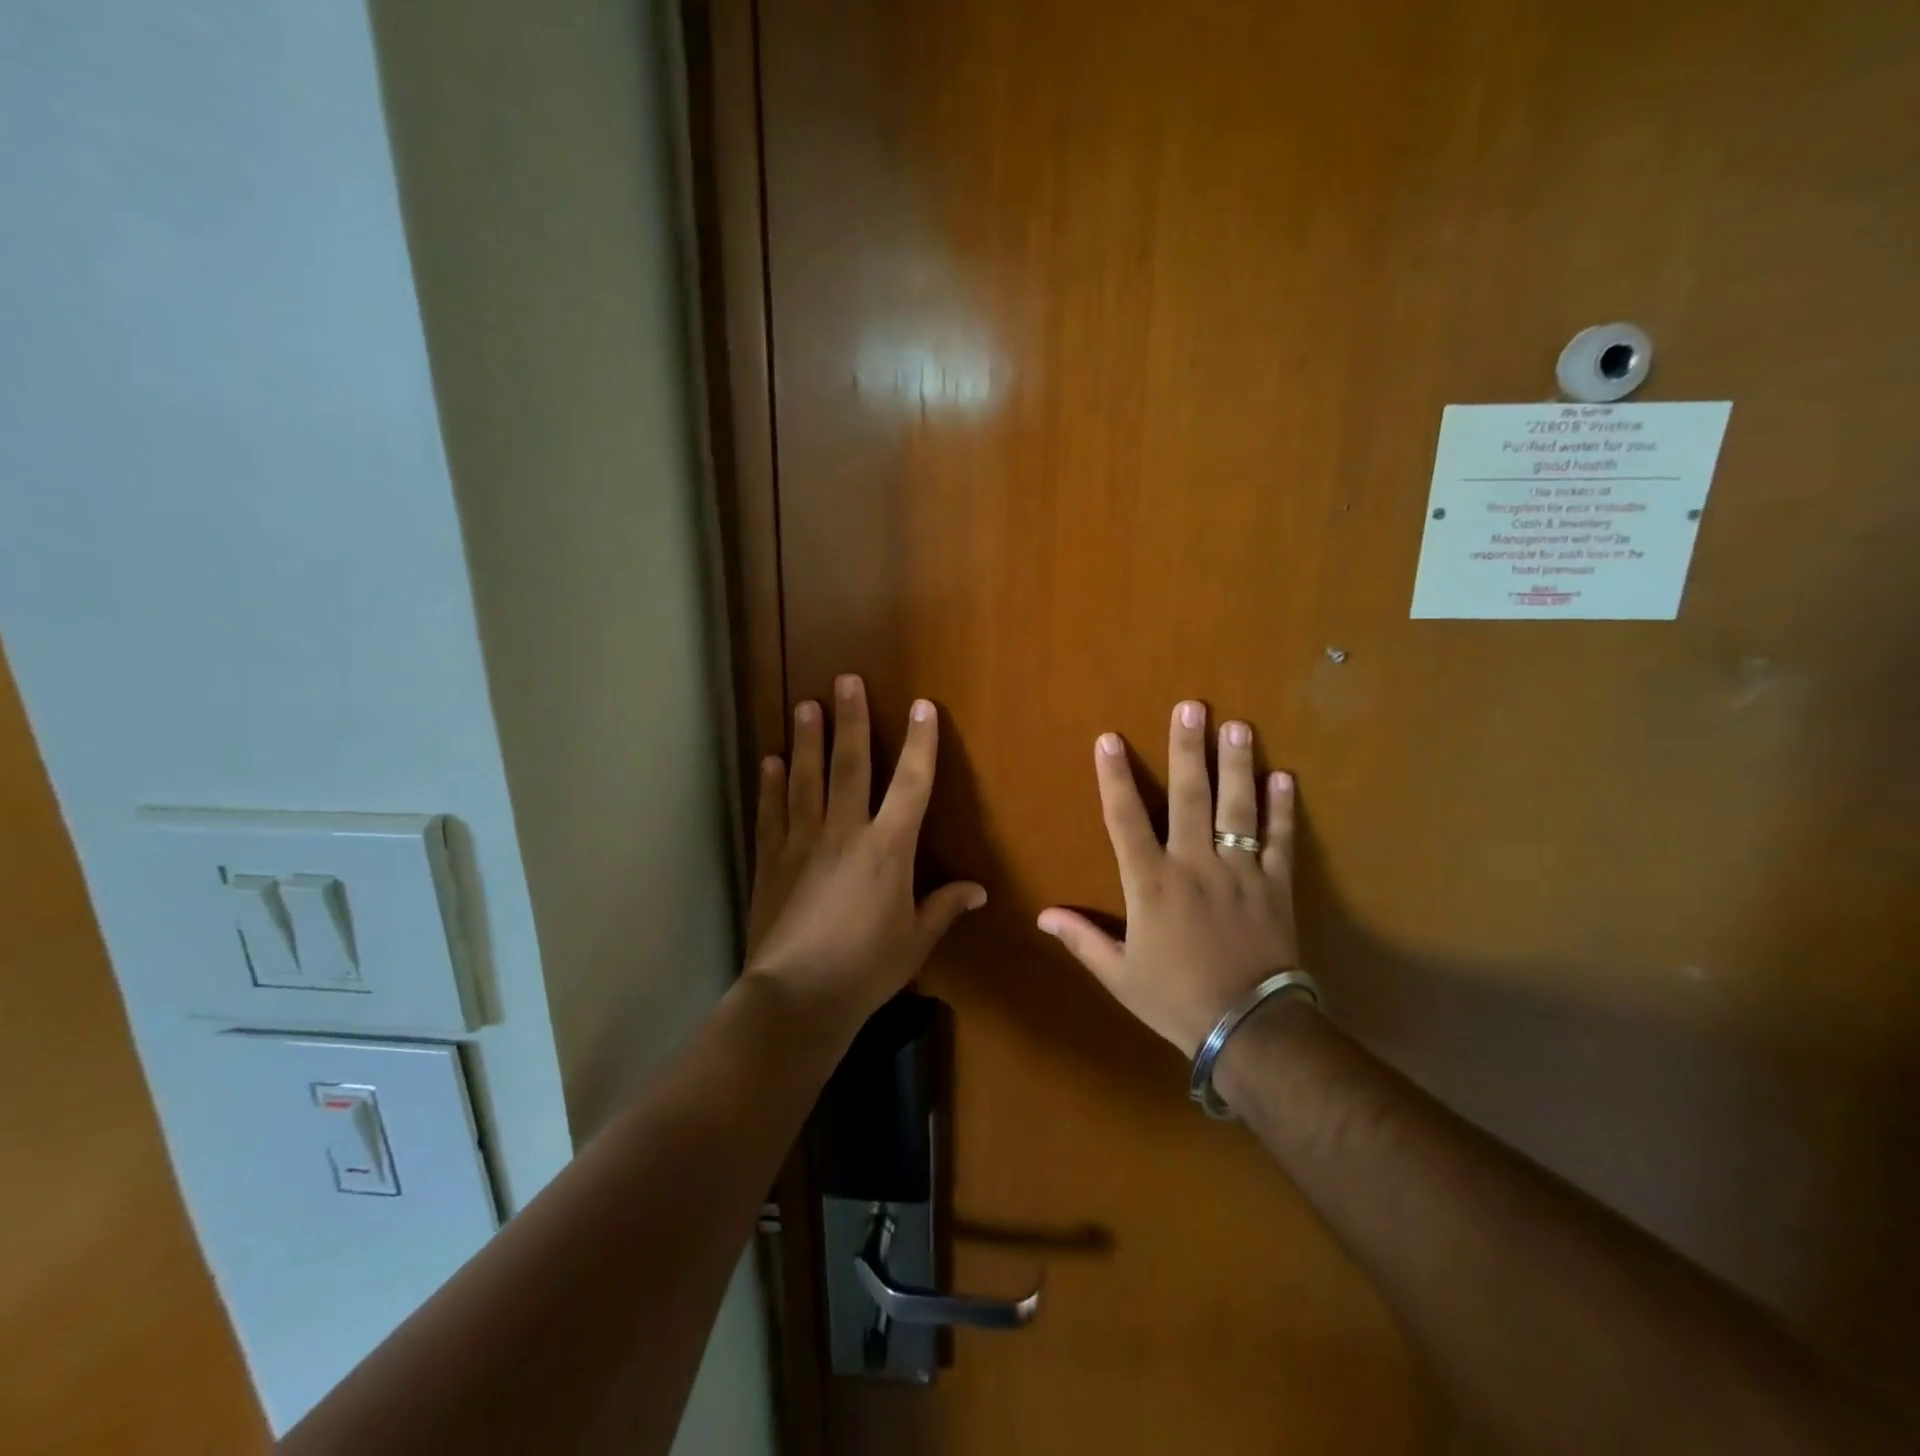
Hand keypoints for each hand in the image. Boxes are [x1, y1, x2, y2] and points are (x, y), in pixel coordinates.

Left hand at [744, 674, 986, 1041]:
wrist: (797, 997)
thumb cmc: (866, 969)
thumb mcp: (915, 941)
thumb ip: (944, 907)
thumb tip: (978, 890)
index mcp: (888, 848)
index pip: (912, 784)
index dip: (921, 743)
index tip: (922, 707)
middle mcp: (845, 832)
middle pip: (851, 765)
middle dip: (851, 720)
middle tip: (845, 680)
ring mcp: (803, 842)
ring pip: (806, 779)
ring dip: (807, 740)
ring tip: (805, 706)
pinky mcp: (771, 860)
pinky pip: (772, 813)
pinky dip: (771, 785)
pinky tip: (769, 761)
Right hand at [1039, 701, 1298, 1056]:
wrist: (1250, 1030)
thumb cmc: (1176, 999)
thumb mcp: (1120, 975)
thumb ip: (1083, 939)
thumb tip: (1043, 915)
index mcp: (1151, 884)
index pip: (1125, 820)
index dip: (1114, 777)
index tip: (1109, 739)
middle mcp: (1195, 865)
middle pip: (1189, 797)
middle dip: (1187, 750)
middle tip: (1192, 707)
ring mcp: (1240, 873)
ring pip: (1238, 808)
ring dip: (1237, 765)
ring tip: (1238, 727)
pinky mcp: (1276, 887)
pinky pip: (1280, 841)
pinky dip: (1282, 810)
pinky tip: (1284, 778)